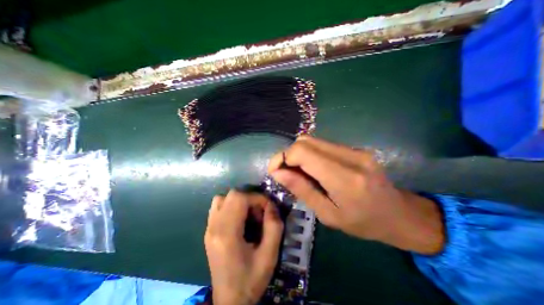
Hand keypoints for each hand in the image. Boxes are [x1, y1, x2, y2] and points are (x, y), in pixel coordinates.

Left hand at [203, 189, 280, 303]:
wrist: (229, 301)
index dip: (257, 198)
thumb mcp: (269, 255)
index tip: (268, 208)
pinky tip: (239, 219)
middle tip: (259, 213)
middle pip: (231, 195)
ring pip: (223, 198)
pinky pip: (218, 207)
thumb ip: (274, 227)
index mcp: (227, 234)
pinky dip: (231, 206)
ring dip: (239, 201)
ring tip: (249, 215)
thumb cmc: (251, 280)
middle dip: (250, 199)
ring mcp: (209, 228)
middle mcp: (214, 227)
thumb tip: (271, 206)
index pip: (240, 198)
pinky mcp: (209, 231)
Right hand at [267, 137, 441, 253]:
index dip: (283, 157)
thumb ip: (301, 189)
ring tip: (297, 172)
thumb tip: (277, 173)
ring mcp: (354, 149)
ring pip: (313, 140)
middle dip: (288, 154)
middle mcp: (350, 156)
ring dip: (299, 154)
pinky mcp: (355, 148)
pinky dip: (310, 154)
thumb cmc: (363, 223)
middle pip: (306, 141)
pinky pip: (323, 145)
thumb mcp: (327, 214)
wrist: (399, 215)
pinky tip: (312, 168)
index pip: (303, 151)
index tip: (274, 171)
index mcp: (345, 178)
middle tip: (284, 172)